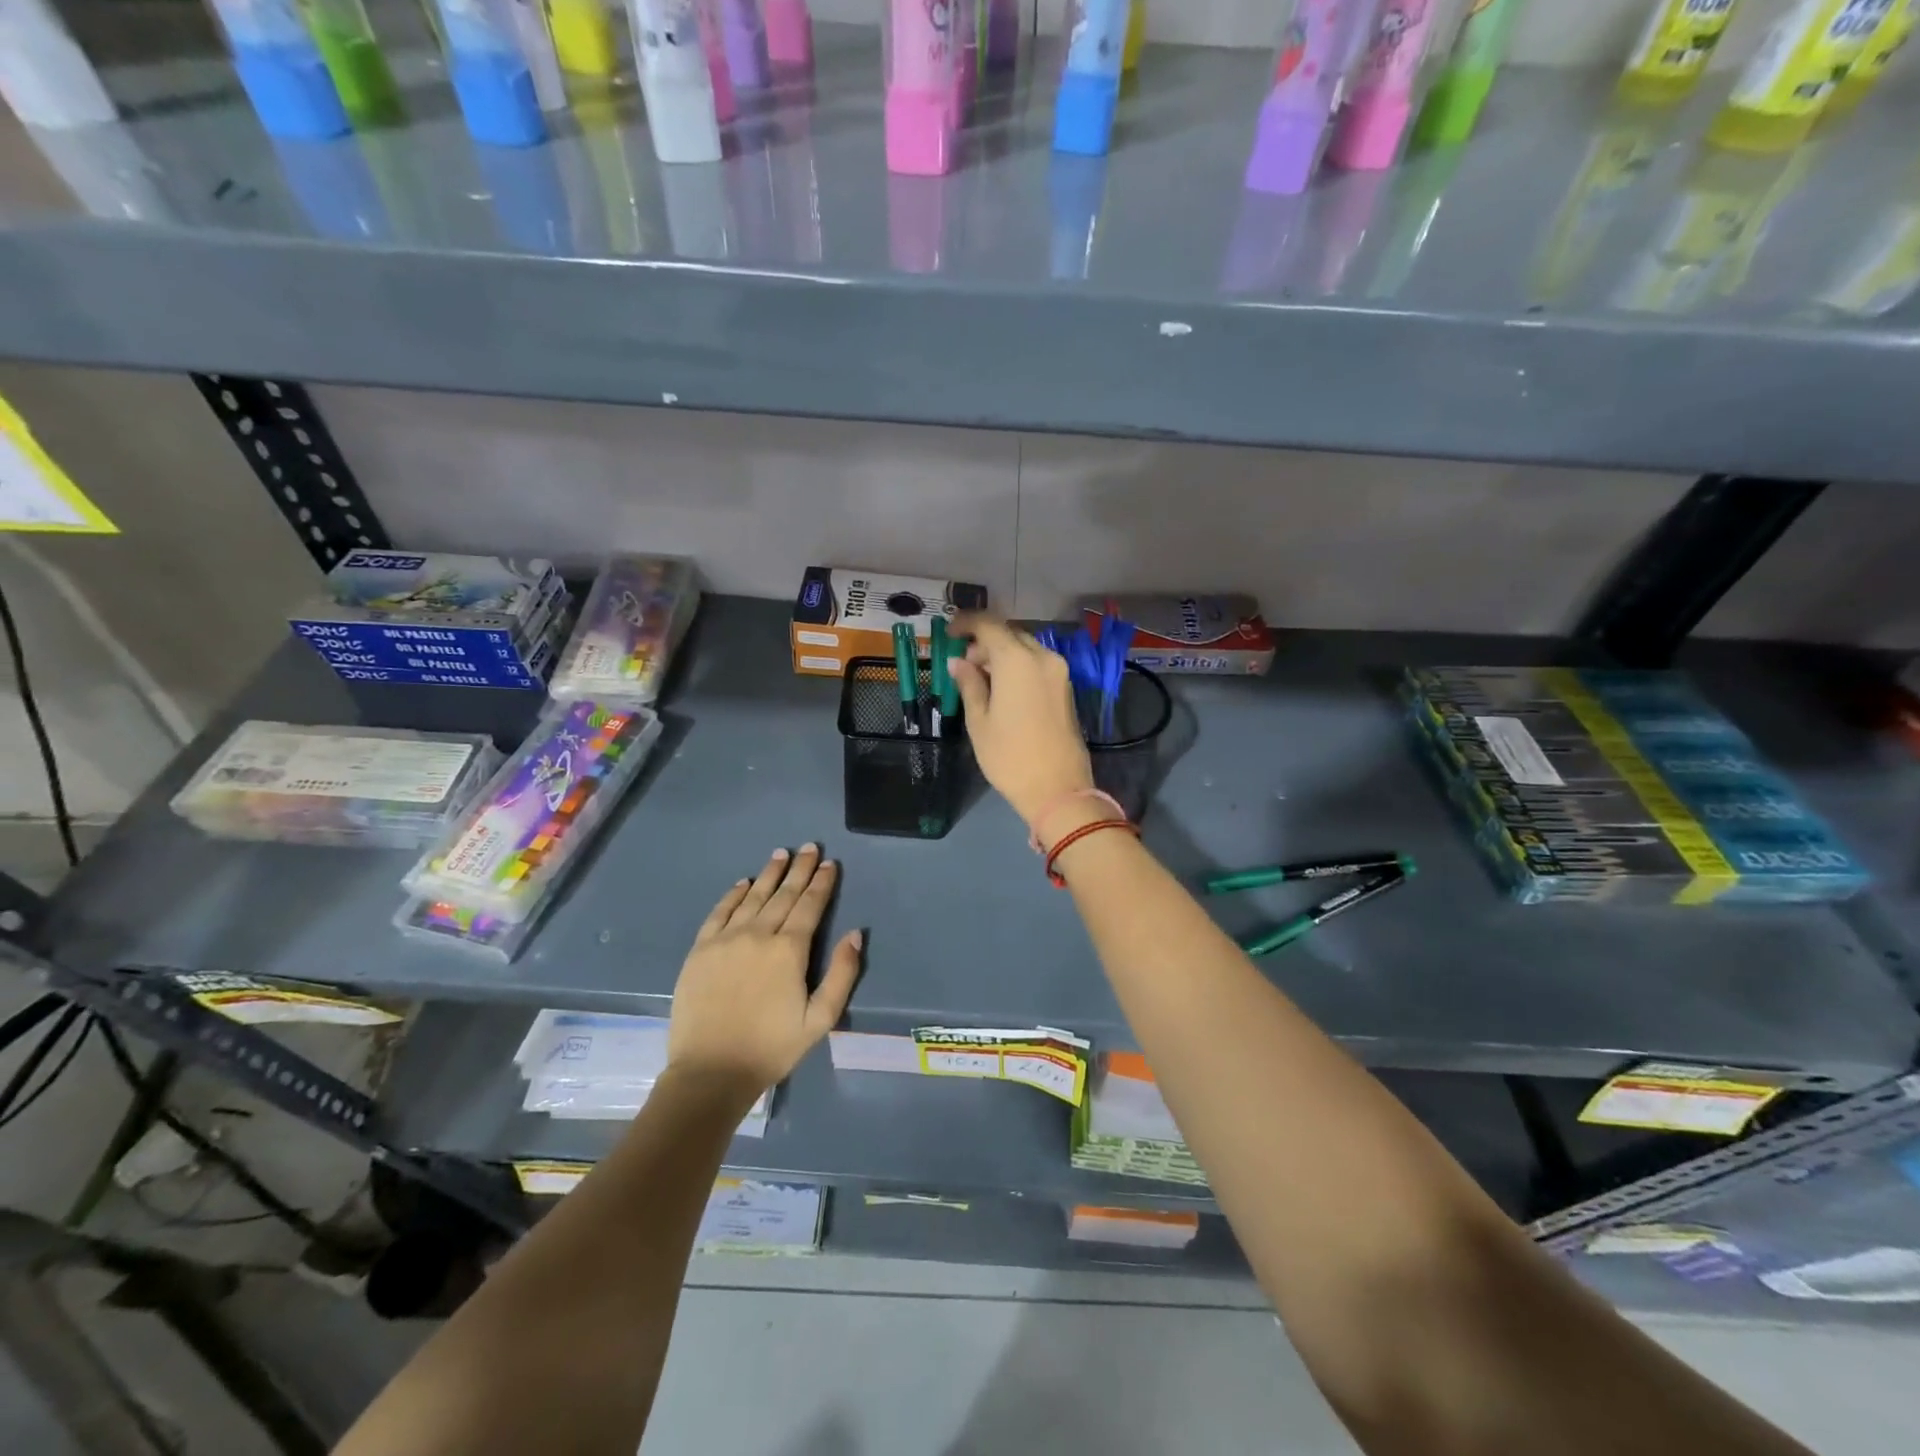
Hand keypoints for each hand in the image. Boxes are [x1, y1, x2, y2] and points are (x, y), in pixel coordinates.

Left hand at [667, 845, 861, 1097]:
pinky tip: (743, 883)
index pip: (810, 906)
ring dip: (769, 874)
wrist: (710, 1072)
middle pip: (783, 894)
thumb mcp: (820, 1019)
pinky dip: (733, 894)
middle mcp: (758, 934)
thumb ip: (842, 975)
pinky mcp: (701, 950)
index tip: (829, 864)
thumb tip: (855, 934)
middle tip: (810, 847)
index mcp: (789, 950)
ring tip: (781, 854)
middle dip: (799, 869)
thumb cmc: (771, 1048)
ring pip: (753, 897)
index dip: (821, 883)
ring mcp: (726, 939)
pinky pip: (719, 912)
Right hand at [950, 615, 1094, 828]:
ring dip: (1001, 654)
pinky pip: (1037, 664)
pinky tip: (1002, 688)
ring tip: (979, 678)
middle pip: (1009, 634)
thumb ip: (969, 684)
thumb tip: (958, 662)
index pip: (988, 625)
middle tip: (962, 662)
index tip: (949, 633)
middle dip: (984, 642)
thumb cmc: (1009, 756)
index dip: (966, 623)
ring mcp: (1059, 672)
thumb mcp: (979, 721)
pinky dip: (1017, 666)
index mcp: (1017, 660)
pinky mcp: (1066, 688)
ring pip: (1025, 648)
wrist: (1058, 789)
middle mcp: (1042, 657)